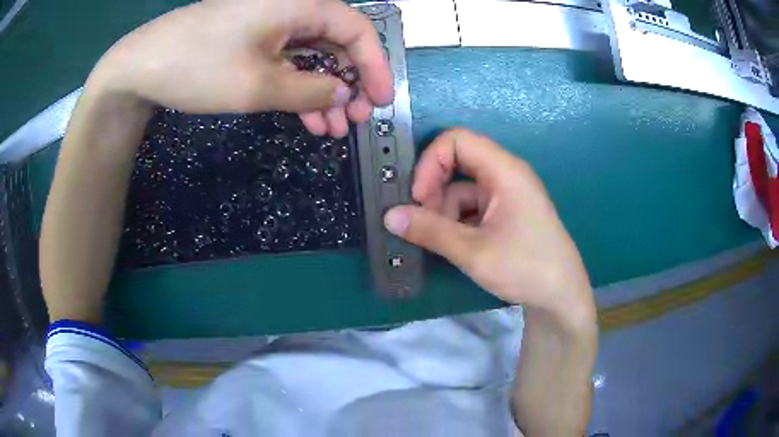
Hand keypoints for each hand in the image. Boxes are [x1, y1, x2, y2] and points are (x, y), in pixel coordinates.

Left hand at [89, 0, 392, 137]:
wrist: (140, 67)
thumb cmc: (198, 67)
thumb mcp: (257, 85)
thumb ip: (309, 91)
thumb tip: (343, 94)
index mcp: (298, 5)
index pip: (356, 29)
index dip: (375, 66)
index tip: (381, 101)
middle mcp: (288, 9)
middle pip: (336, 43)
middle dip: (350, 83)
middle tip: (355, 120)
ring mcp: (268, 25)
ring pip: (311, 56)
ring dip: (324, 92)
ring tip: (331, 129)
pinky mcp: (251, 41)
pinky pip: (286, 62)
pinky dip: (298, 89)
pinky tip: (306, 118)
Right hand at [383, 129, 594, 328]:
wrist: (560, 296)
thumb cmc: (525, 267)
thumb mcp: (474, 251)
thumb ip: (430, 231)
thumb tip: (389, 216)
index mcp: (504, 171)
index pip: (457, 140)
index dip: (431, 162)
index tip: (418, 197)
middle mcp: (505, 175)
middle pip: (457, 163)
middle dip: (434, 190)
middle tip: (424, 223)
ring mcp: (506, 195)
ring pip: (461, 189)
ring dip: (444, 211)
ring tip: (443, 242)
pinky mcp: (506, 213)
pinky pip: (472, 206)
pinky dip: (457, 221)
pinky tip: (455, 245)